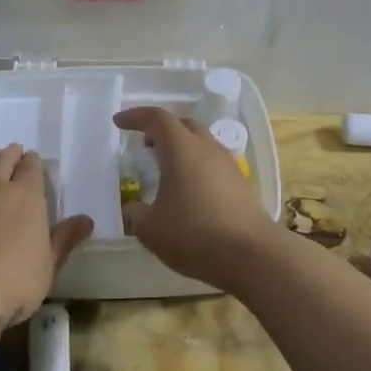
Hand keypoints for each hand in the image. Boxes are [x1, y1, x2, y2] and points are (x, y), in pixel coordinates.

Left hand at [0, 145, 93, 341]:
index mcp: (25, 196)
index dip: (32, 163)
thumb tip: (86, 219)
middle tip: (9, 153)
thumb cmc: (13, 281)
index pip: (31, 168)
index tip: (32, 161)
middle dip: (7, 156)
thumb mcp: (48, 266)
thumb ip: (64, 239)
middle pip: (0, 161)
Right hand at [112, 107, 282, 292]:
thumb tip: (133, 209)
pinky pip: (212, 163)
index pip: (157, 118)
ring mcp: (228, 165)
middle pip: (183, 125)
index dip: (136, 116)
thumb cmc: (194, 234)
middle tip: (144, 143)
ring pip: (201, 143)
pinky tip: (188, 191)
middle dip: (162, 130)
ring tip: (165, 169)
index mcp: (181, 149)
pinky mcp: (240, 184)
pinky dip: (195, 166)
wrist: (251, 254)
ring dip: (181, 148)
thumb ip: (135, 214)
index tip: (119, 122)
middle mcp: (207, 148)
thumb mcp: (150, 229)